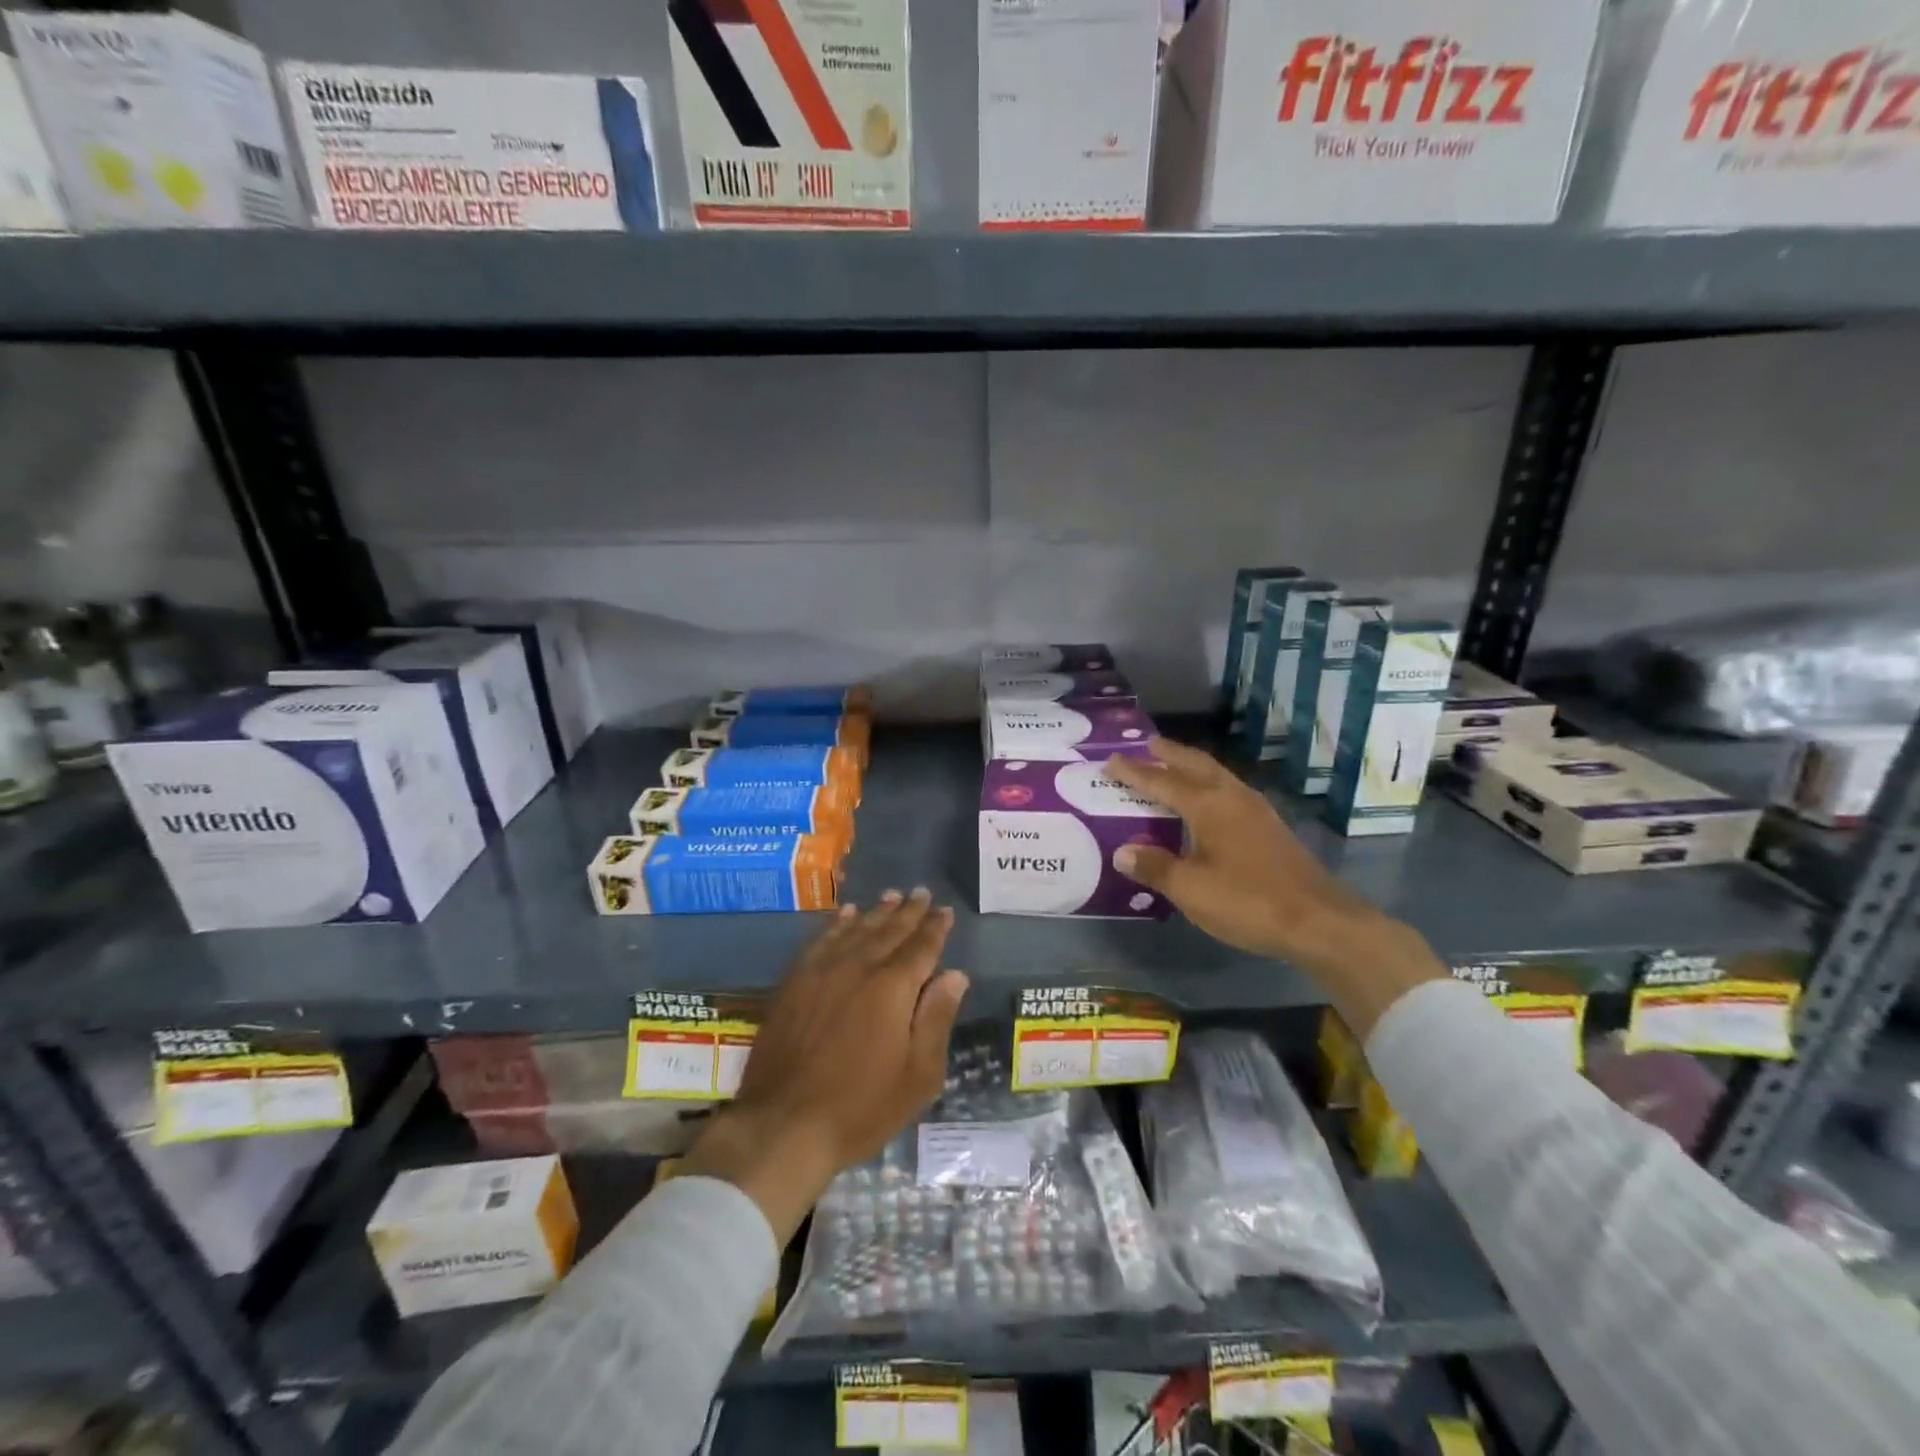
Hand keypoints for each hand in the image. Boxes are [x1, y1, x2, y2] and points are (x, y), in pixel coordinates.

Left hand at [680, 889, 967, 1240]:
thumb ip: (936, 1019)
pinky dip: (836, 924)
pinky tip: (844, 915)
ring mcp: (822, 971)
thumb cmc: (860, 1107)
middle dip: (908, 912)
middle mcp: (858, 967)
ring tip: (891, 897)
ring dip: (876, 912)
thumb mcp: (917, 1076)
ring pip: (855, 929)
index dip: (935, 928)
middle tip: (921, 893)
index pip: (921, 947)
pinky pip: (820, 940)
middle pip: (889, 930)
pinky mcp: (794, 982)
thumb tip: (955, 975)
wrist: (783, 1125)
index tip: (945, 911)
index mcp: (893, 988)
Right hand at [1105, 739, 1442, 1032]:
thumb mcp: (1190, 889)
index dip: (1134, 772)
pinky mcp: (1270, 827)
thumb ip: (1155, 867)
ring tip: (1174, 765)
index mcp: (1208, 806)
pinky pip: (1230, 791)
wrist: (1318, 921)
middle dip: (1170, 754)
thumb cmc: (1247, 901)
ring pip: (1217, 776)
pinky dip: (1210, 785)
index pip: (1162, 782)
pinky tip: (1209, 801)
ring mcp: (1256, 811)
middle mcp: (1232, 798)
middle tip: (1148, 744)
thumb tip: (1122, 851)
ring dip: (1192, 766)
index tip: (1110, 760)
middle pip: (1196, 765)